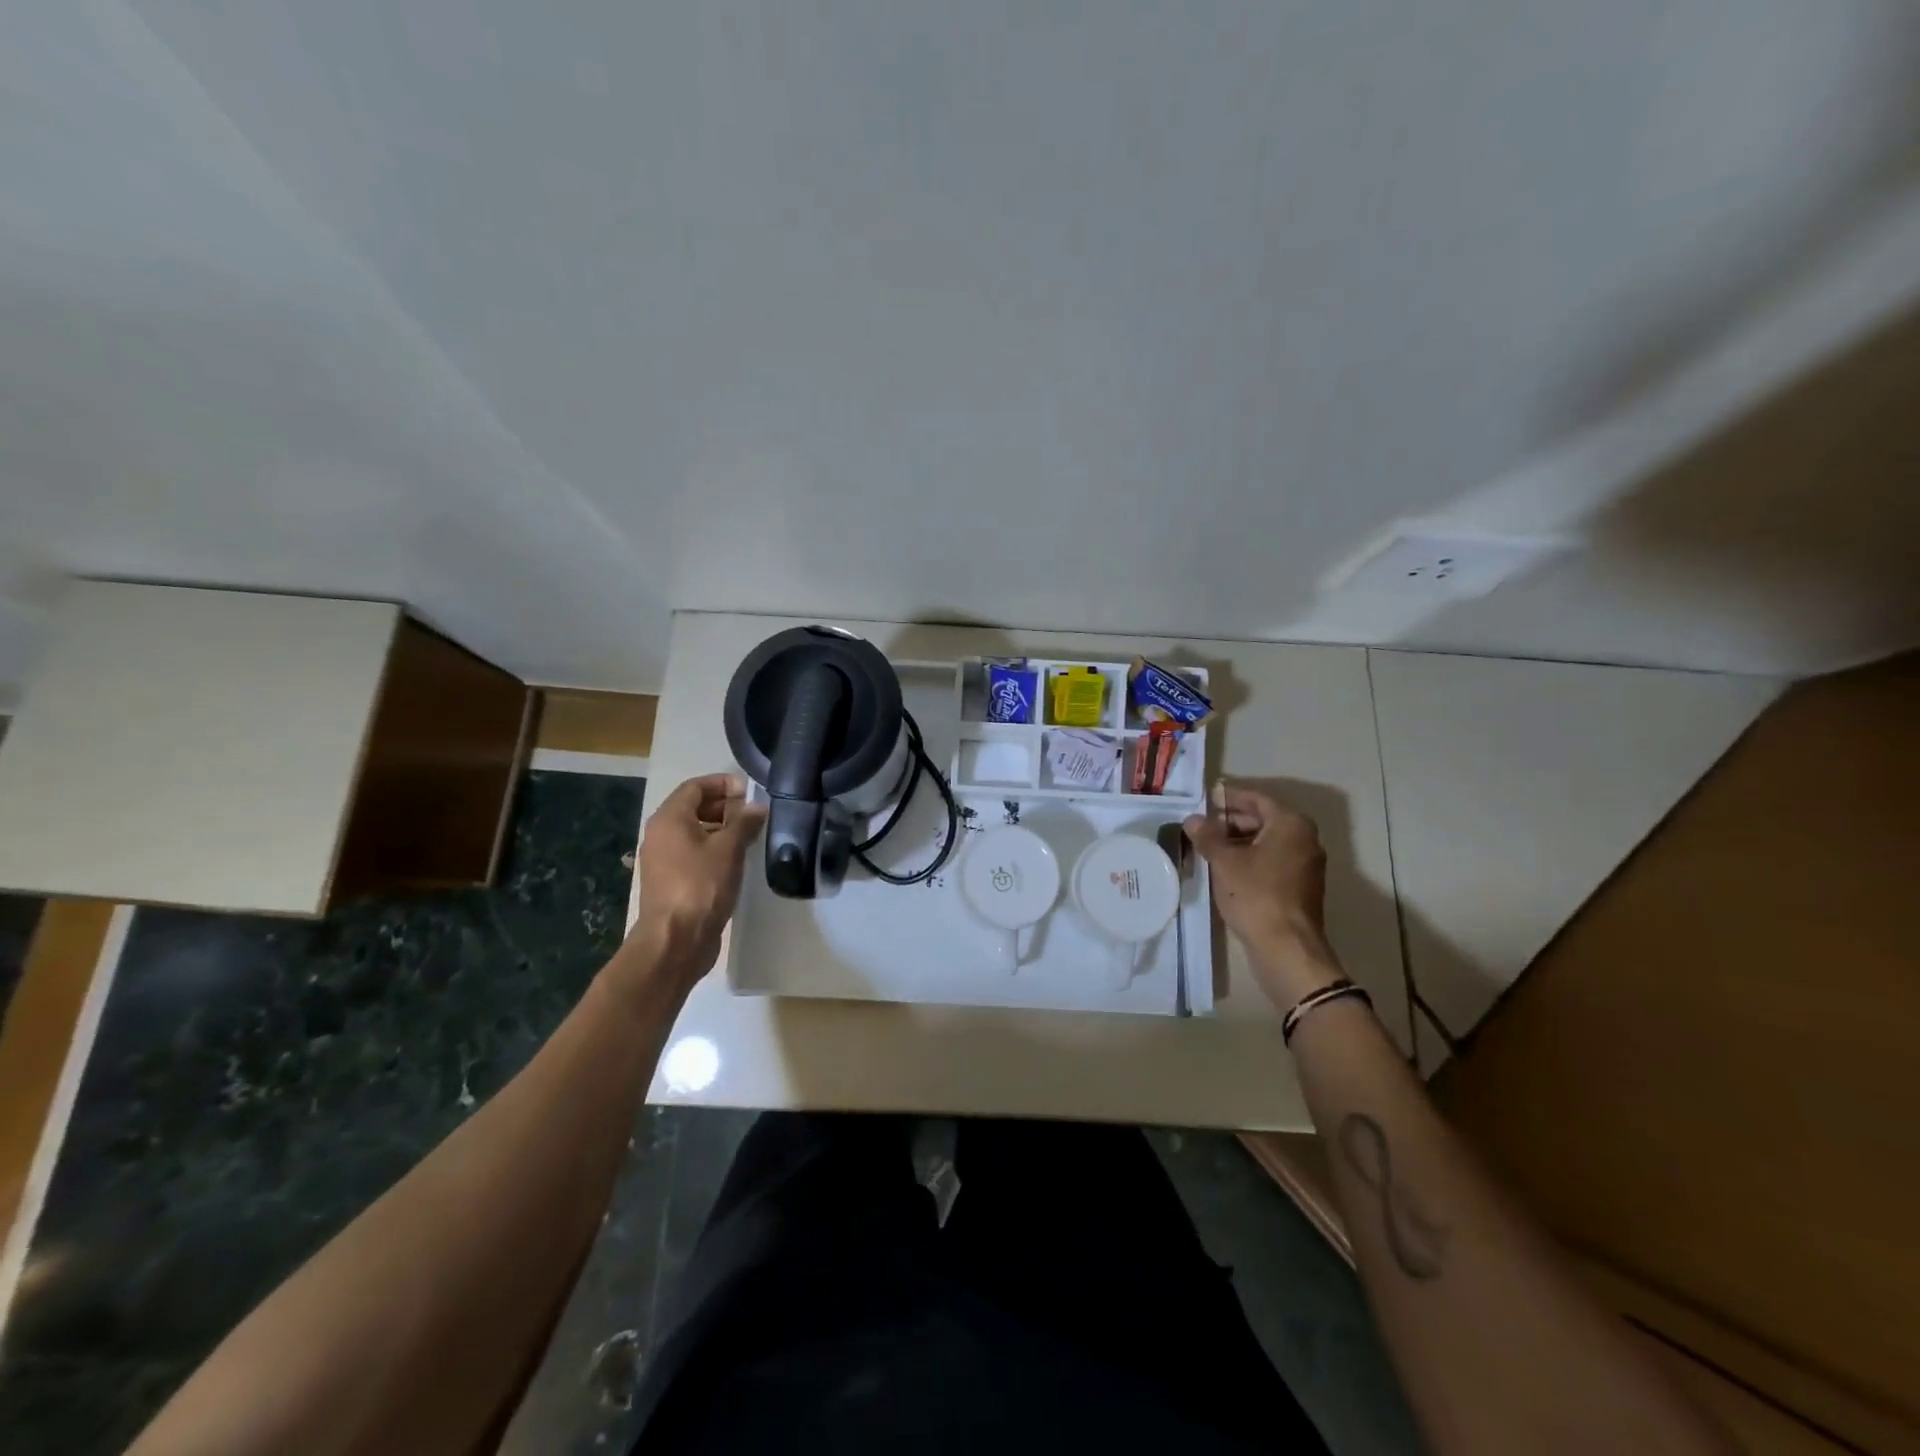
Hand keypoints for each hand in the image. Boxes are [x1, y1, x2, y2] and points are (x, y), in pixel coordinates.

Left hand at [626, 774, 766, 989]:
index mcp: (669, 819)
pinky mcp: (671, 881)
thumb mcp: (729, 849)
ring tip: (750, 836)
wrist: (675, 940)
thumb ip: (744, 823)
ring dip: (722, 829)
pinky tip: (736, 860)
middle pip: (693, 807)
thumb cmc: (701, 886)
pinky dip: (714, 849)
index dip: (723, 784)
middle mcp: (661, 834)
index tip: (751, 792)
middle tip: (754, 814)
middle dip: (724, 806)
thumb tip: (757, 807)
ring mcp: (663, 860)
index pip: (695, 787)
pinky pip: (693, 853)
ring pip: (694, 832)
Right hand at [1183, 783, 1344, 1009]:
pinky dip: (1251, 859)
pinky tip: (1225, 869)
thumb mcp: (1224, 862)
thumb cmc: (1256, 895)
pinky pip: (1273, 861)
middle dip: (1232, 820)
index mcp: (1291, 824)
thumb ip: (1207, 836)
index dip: (1229, 797)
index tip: (1205, 799)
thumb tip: (1193, 819)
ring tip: (1208, 847)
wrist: (1286, 948)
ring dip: (1239, 841)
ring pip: (1268, 842)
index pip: (1257, 798)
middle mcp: (1305, 839)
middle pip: (1264, 819)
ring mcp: (1306, 864)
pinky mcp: (1301, 887)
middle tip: (1202, 826)